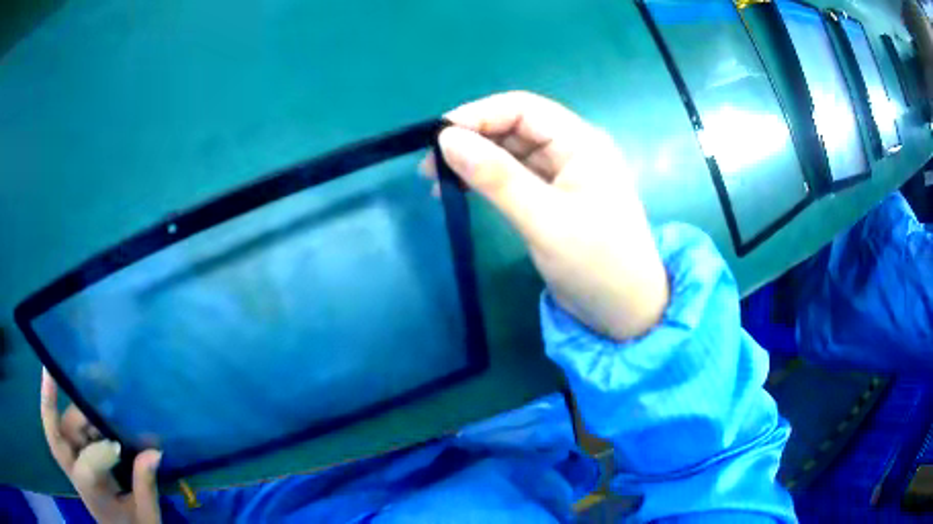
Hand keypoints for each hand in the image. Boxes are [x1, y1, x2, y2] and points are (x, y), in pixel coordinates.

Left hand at [41, 369, 162, 523]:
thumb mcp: (146, 516)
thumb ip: (146, 485)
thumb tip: (154, 450)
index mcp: (92, 495)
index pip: (86, 470)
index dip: (99, 454)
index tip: (121, 446)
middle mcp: (74, 473)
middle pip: (57, 437)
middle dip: (51, 404)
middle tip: (54, 371)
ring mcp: (72, 460)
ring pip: (61, 425)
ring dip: (74, 405)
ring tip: (96, 384)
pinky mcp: (76, 452)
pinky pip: (68, 424)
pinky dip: (78, 408)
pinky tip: (93, 395)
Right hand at [426, 91, 667, 339]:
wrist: (625, 312)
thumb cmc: (596, 264)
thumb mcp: (544, 220)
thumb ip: (496, 177)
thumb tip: (446, 139)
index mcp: (581, 142)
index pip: (522, 109)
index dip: (478, 115)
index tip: (437, 137)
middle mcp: (572, 149)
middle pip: (514, 127)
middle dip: (472, 138)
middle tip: (429, 165)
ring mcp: (563, 173)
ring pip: (512, 152)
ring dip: (476, 160)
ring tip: (437, 180)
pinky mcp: (554, 197)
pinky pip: (515, 176)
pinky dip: (487, 180)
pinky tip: (463, 191)